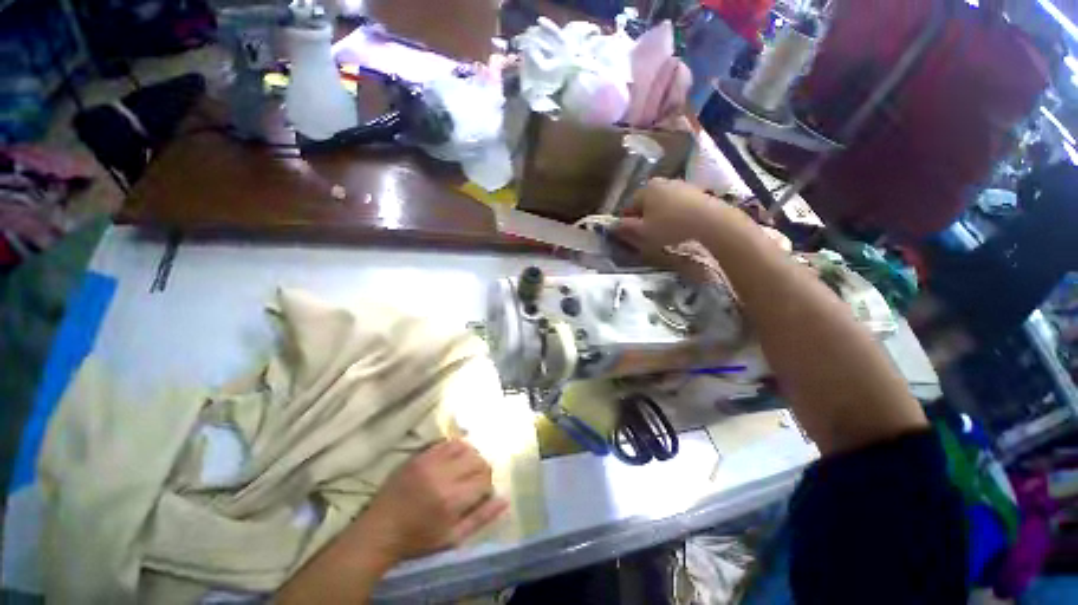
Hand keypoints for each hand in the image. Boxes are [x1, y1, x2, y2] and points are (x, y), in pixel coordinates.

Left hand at [357, 440, 506, 564]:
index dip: (487, 487)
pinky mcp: (420, 455)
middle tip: (473, 483)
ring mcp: (430, 461)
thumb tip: (505, 499)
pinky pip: (447, 441)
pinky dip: (457, 448)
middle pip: (478, 460)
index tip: (480, 495)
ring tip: (464, 470)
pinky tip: (453, 459)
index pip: (485, 480)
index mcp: (452, 499)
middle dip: (482, 471)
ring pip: (466, 447)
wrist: (380, 530)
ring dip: (471, 457)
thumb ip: (481, 518)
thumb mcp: (452, 538)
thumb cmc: (418, 539)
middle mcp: (443, 475)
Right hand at [614, 178, 725, 253]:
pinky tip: (682, 227)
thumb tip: (613, 225)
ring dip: (662, 216)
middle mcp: (663, 182)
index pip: (630, 205)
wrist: (711, 222)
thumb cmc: (671, 227)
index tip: (633, 235)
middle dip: (646, 217)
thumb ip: (625, 228)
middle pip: (647, 202)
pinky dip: (677, 215)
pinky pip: (680, 205)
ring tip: (667, 232)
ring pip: (664, 203)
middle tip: (650, 234)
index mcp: (646, 189)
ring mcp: (682, 185)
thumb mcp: (643, 232)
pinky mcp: (698, 192)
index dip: (629, 221)